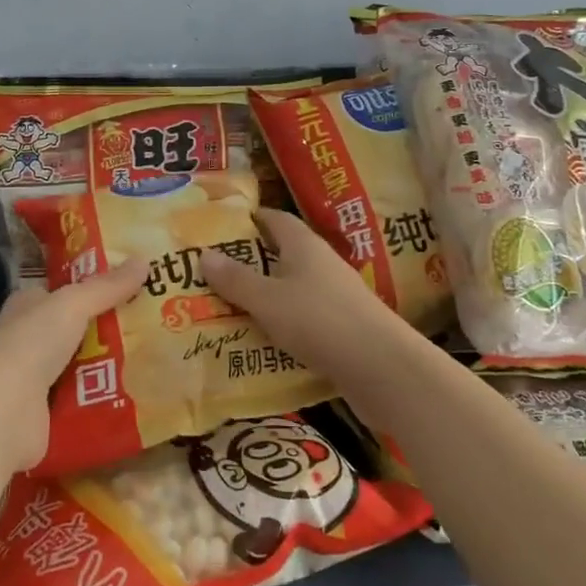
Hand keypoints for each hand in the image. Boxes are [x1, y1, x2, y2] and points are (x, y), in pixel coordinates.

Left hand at [0, 261, 148, 491]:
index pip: (64, 291)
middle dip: (114, 326)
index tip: (134, 283)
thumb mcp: (72, 304)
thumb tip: (145, 260)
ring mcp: (39, 380)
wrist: (0, 414)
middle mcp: (31, 340)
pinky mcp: (50, 415)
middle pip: (80, 329)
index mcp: (29, 306)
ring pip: (87, 365)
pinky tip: (143, 391)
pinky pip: (88, 400)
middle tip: (158, 320)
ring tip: (160, 354)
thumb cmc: (30, 345)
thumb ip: (107, 287)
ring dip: (116, 364)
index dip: (95, 286)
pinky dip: (109, 397)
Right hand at [201, 208, 410, 391]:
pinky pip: (304, 316)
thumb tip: (204, 253)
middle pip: (283, 253)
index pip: (275, 219)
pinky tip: (263, 340)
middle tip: (214, 274)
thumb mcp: (267, 300)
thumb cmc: (318, 320)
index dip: (250, 220)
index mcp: (303, 244)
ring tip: (230, 308)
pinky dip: (283, 323)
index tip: (221, 229)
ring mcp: (335, 295)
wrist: (381, 366)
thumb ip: (236, 279)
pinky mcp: (343, 325)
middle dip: (252, 262)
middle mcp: (321, 262)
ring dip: (267, 295)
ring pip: (293, 287)